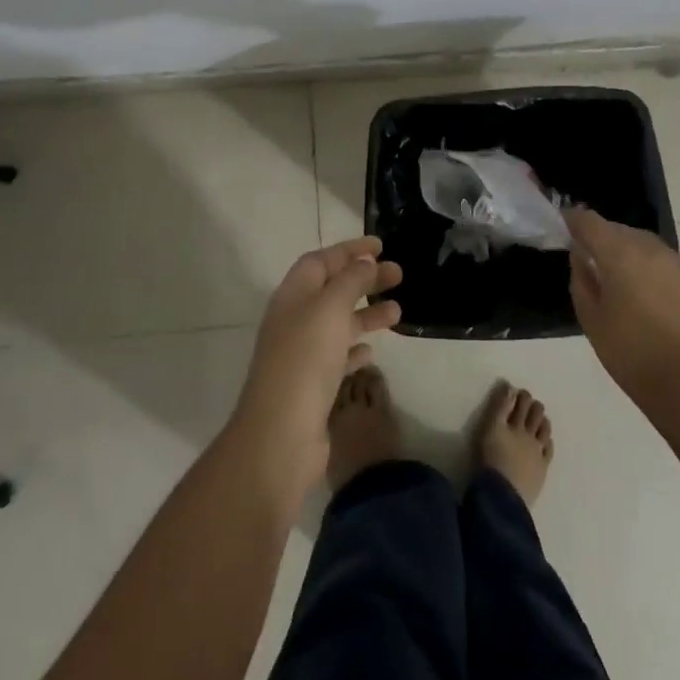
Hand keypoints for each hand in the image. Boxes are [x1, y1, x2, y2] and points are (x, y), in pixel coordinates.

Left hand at [228, 237, 401, 499]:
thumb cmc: (305, 360)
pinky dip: (355, 348)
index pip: (322, 260)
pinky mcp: (312, 386)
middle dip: (365, 279)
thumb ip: (350, 280)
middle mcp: (295, 320)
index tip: (380, 245)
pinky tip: (372, 351)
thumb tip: (365, 261)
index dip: (350, 250)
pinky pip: (337, 357)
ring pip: (338, 323)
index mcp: (294, 295)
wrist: (280, 434)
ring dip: (367, 313)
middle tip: (399, 274)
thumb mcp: (330, 308)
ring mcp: (302, 354)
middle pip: (333, 289)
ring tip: (398, 312)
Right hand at [566, 209, 679, 407]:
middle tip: (590, 258)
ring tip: (619, 276)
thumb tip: (581, 256)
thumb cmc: (627, 351)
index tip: (564, 227)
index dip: (574, 221)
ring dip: (627, 251)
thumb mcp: (590, 316)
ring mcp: (676, 262)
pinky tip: (647, 292)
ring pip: (643, 243)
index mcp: (619, 254)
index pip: (590, 221)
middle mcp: (649, 248)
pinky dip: (650, 267)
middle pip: (618, 229)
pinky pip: (664, 261)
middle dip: (601, 238)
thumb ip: (581, 278)